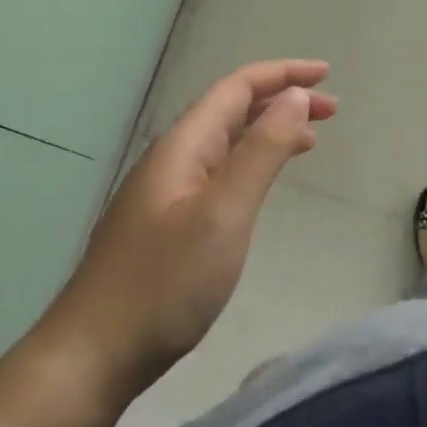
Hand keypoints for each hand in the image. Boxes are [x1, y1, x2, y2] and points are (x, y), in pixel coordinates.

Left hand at [40, 61, 336, 403]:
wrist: (95, 353)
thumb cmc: (165, 283)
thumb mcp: (224, 212)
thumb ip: (261, 151)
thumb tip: (293, 97)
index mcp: (183, 146)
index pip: (237, 88)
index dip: (282, 74)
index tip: (326, 75)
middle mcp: (172, 159)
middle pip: (231, 110)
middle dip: (280, 100)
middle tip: (332, 111)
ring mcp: (165, 192)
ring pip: (225, 143)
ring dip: (268, 132)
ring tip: (310, 140)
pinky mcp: (166, 223)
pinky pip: (217, 174)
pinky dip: (250, 165)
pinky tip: (261, 184)